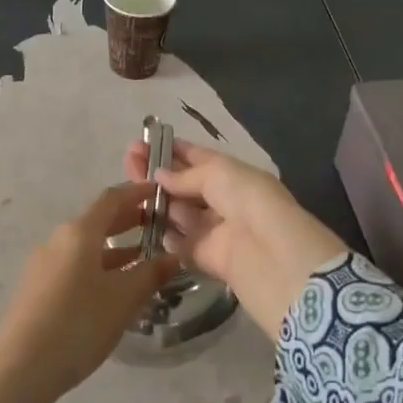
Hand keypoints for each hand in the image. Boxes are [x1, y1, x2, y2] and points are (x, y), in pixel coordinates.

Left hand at [0, 182, 179, 398]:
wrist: (20, 368)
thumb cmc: (78, 324)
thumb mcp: (123, 300)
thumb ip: (150, 275)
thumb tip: (174, 257)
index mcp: (79, 233)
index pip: (111, 199)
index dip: (137, 193)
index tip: (159, 192)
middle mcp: (58, 241)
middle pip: (97, 221)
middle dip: (128, 220)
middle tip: (158, 224)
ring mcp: (43, 265)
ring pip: (85, 246)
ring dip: (114, 248)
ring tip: (143, 259)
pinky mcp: (37, 289)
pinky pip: (74, 266)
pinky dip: (98, 266)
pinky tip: (113, 288)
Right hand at [121, 139, 345, 337]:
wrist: (276, 259)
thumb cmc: (251, 203)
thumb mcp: (220, 175)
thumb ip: (186, 175)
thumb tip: (159, 175)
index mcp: (233, 175)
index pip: (198, 158)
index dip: (171, 149)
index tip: (142, 142)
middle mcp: (223, 200)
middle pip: (184, 184)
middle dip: (157, 172)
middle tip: (127, 161)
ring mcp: (215, 231)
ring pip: (179, 213)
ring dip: (155, 201)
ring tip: (125, 189)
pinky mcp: (206, 259)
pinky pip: (179, 244)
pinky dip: (162, 235)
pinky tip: (138, 222)